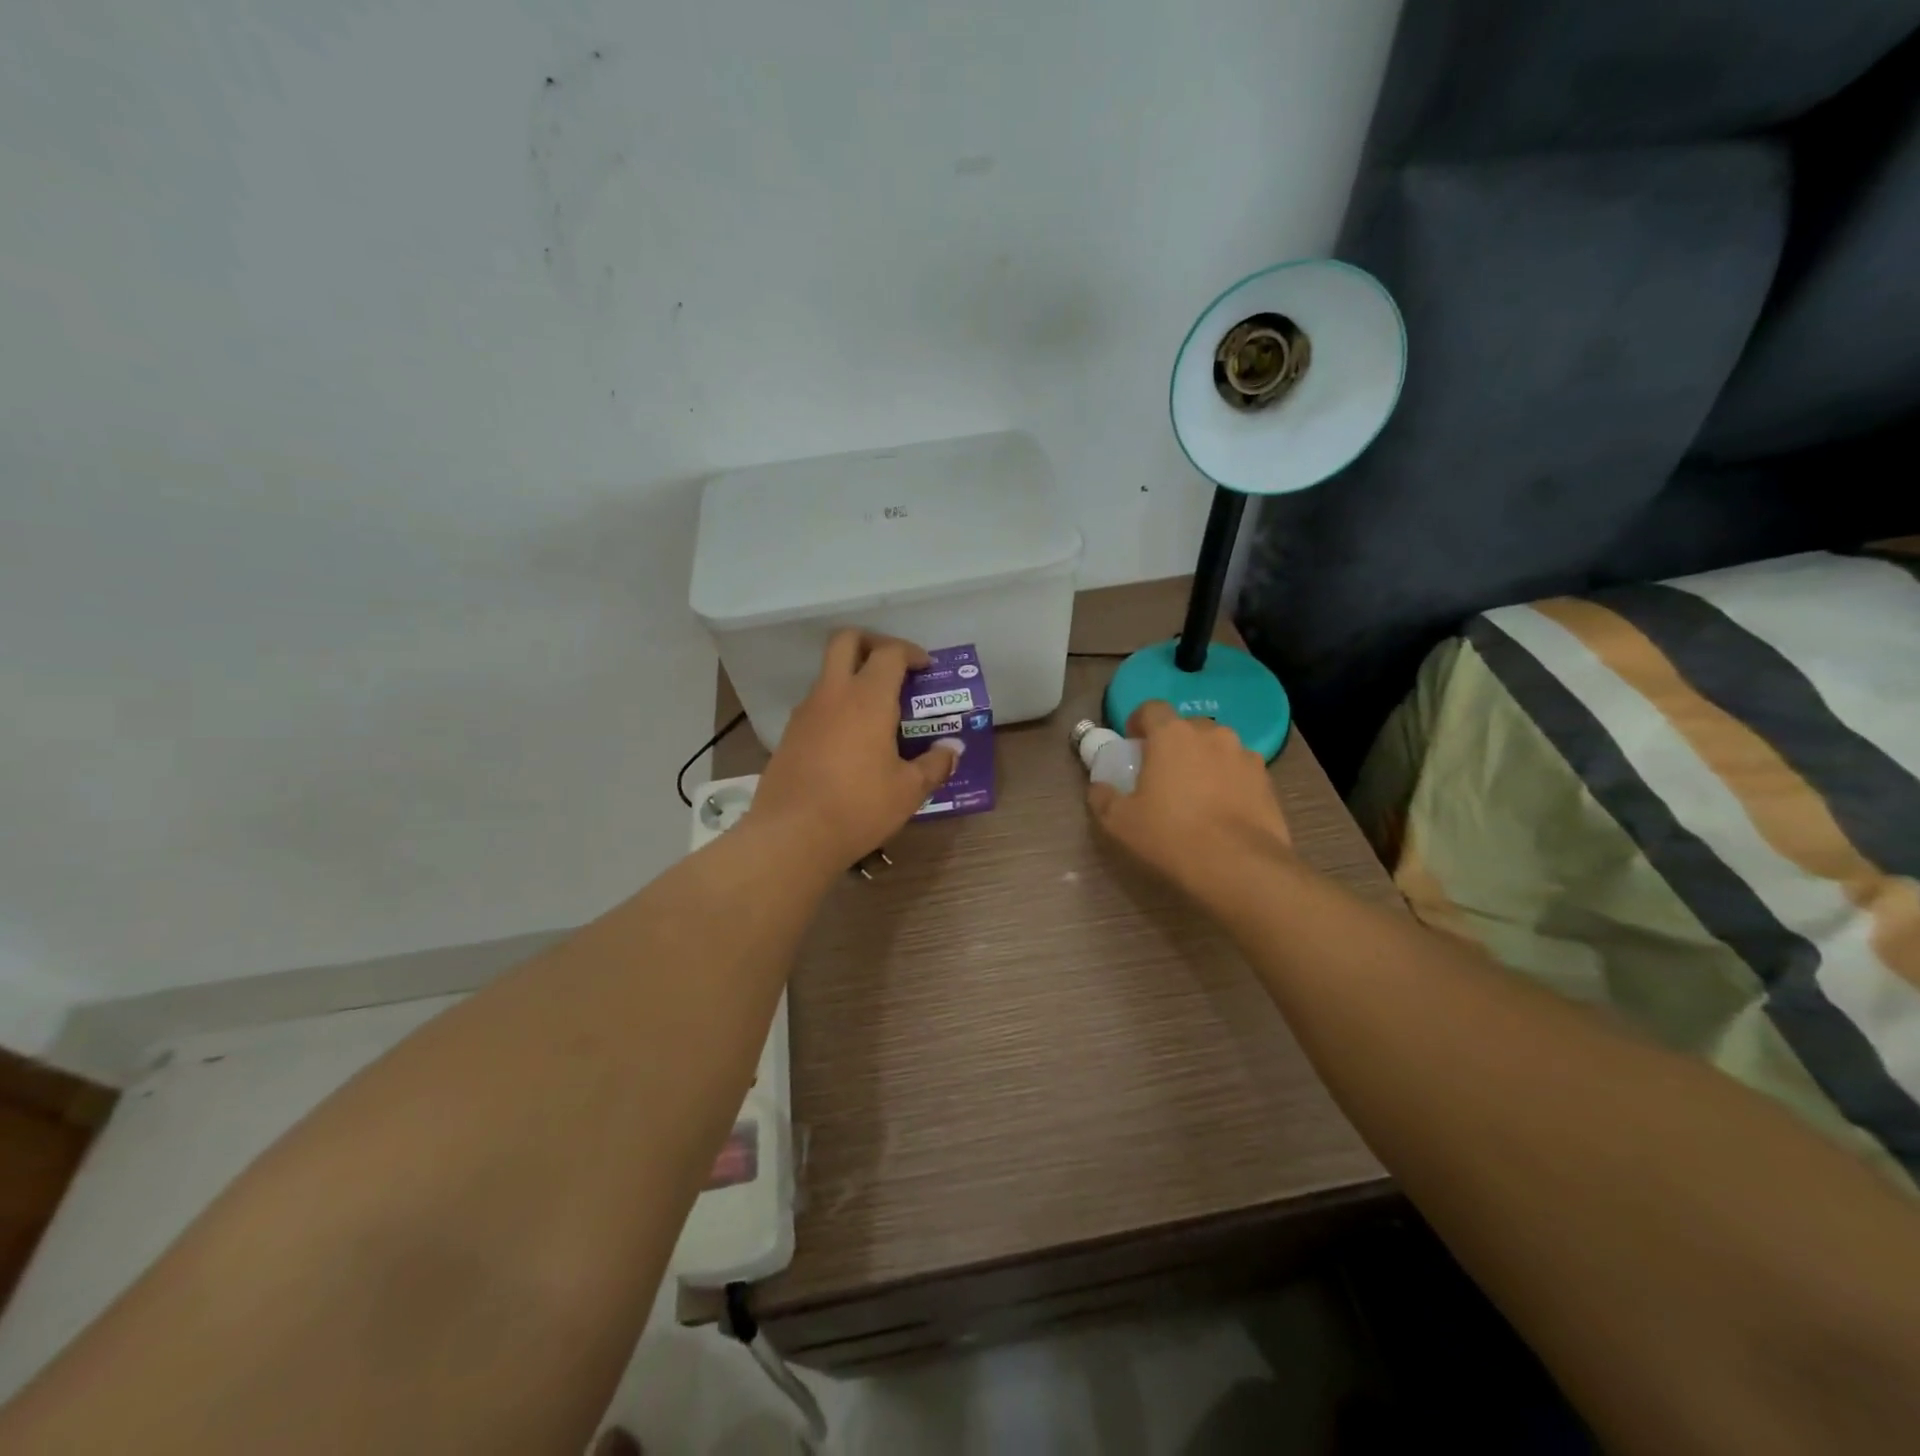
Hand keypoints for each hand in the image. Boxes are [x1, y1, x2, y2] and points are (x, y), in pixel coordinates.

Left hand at [752, 630, 957, 865]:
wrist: (791, 835)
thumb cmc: (859, 807)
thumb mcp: (908, 790)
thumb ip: (934, 765)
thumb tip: (952, 751)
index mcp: (868, 698)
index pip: (890, 653)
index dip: (910, 652)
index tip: (925, 668)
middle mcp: (833, 694)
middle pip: (846, 641)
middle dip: (872, 643)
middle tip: (893, 667)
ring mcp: (806, 712)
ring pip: (828, 673)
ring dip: (852, 676)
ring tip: (876, 710)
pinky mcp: (789, 734)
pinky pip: (817, 703)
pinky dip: (836, 705)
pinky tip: (851, 739)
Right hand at [1087, 701, 1291, 902]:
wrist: (1239, 867)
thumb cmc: (1171, 835)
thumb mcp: (1120, 822)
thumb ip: (1103, 798)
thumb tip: (1099, 788)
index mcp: (1172, 735)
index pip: (1152, 708)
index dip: (1139, 722)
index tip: (1133, 744)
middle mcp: (1211, 734)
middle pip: (1187, 728)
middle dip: (1174, 744)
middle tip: (1163, 773)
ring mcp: (1245, 755)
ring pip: (1217, 749)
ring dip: (1204, 762)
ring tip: (1197, 795)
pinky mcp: (1268, 781)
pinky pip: (1240, 772)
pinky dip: (1229, 782)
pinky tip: (1223, 811)